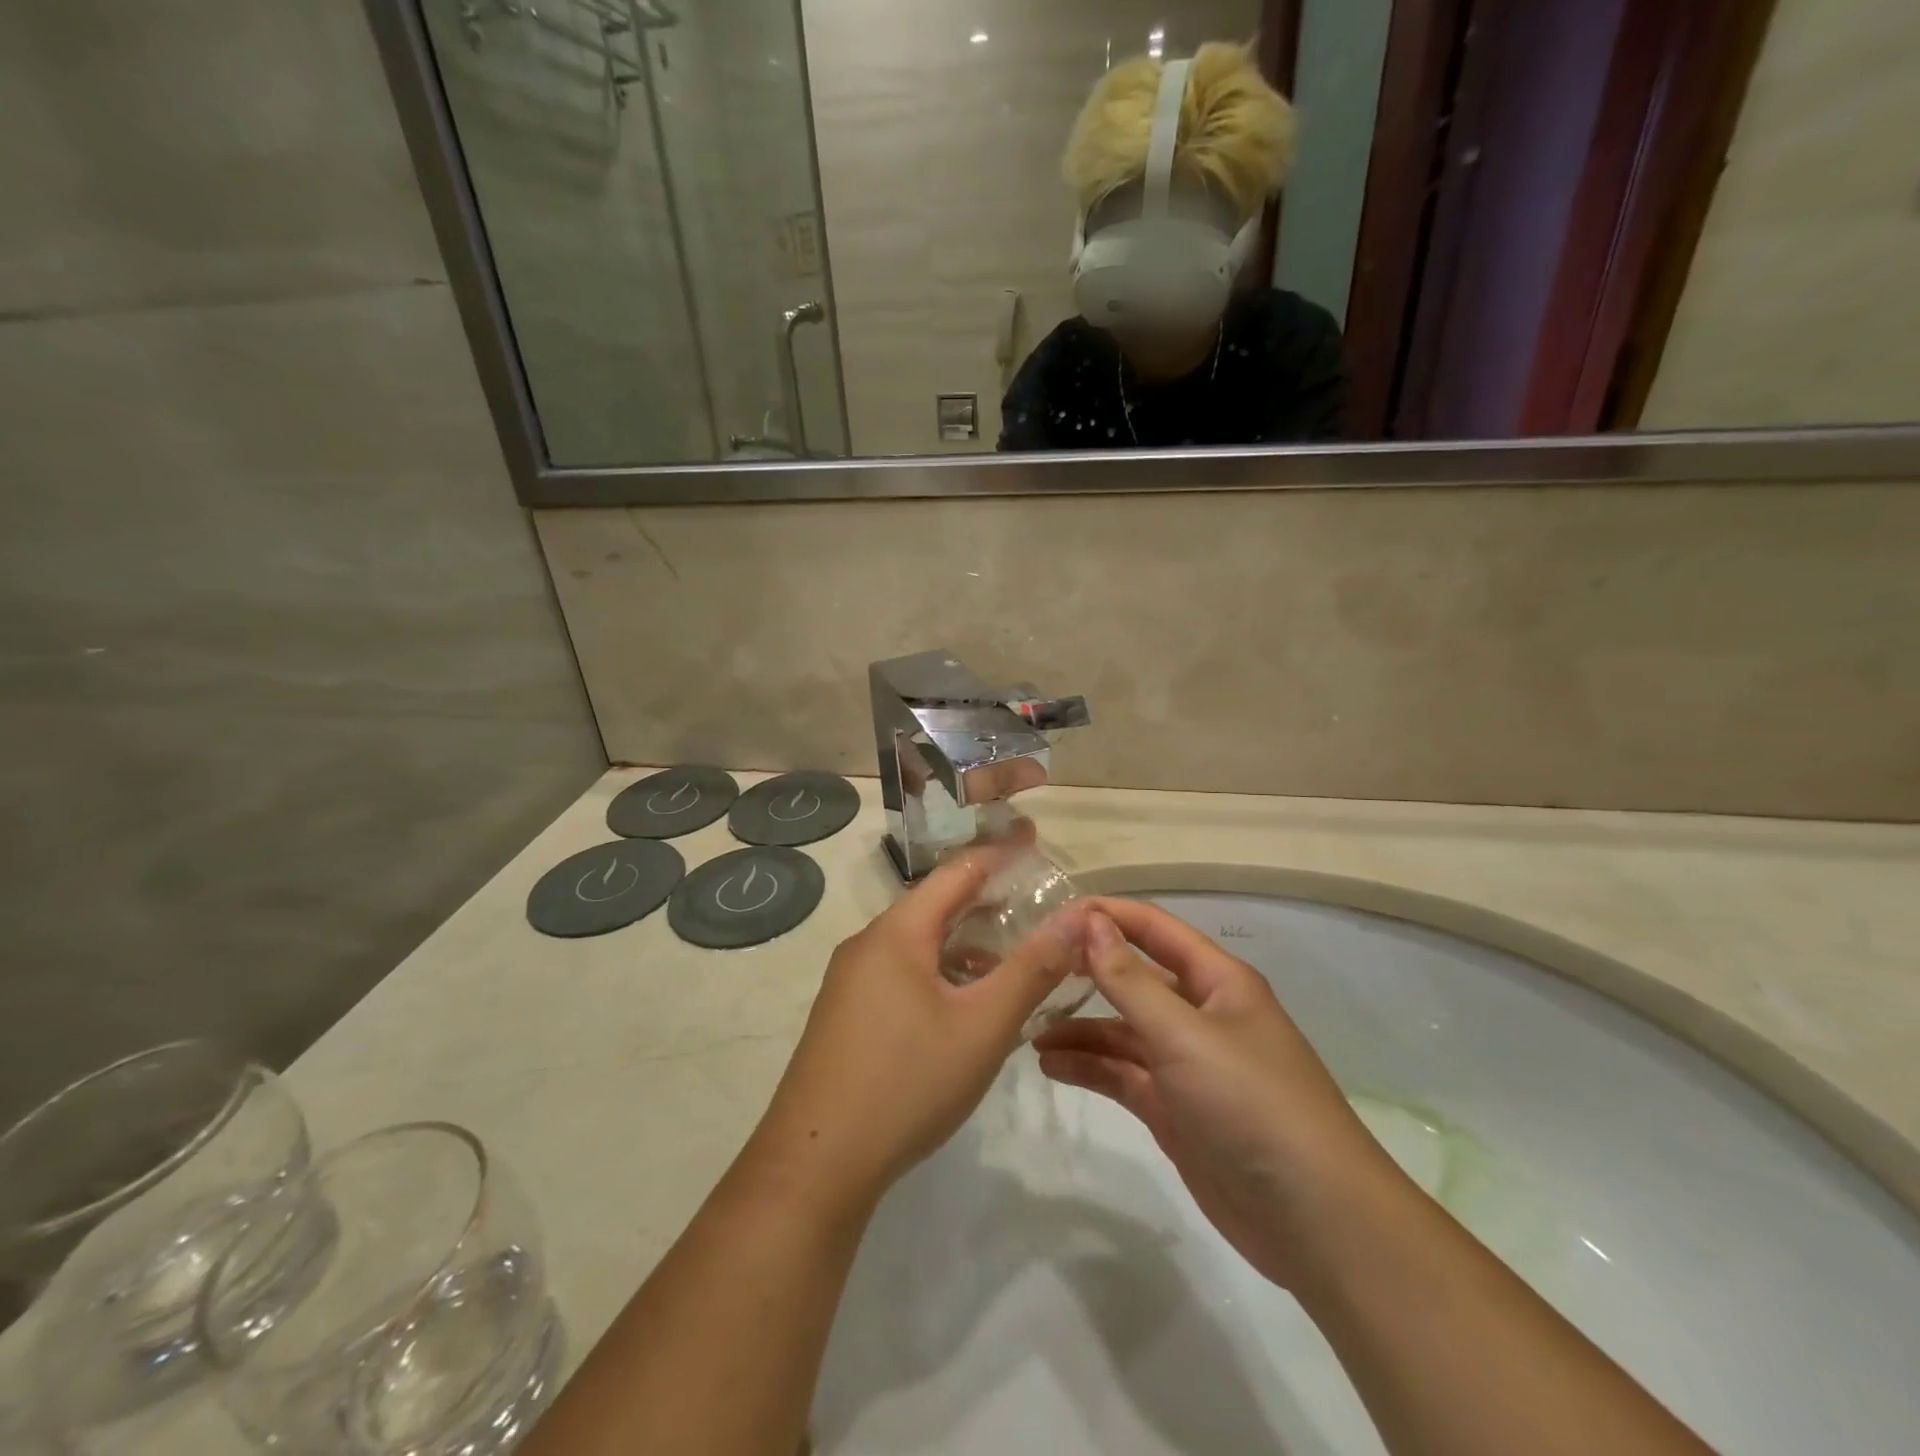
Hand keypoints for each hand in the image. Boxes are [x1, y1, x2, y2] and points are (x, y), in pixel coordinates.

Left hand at [750, 845, 1087, 1212]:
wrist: (815, 1164)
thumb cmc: (907, 1083)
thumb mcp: (983, 1026)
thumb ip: (1032, 969)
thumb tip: (1076, 918)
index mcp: (897, 932)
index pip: (956, 872)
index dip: (998, 854)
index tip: (1035, 840)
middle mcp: (868, 944)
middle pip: (935, 906)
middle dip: (985, 900)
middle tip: (1033, 901)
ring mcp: (851, 981)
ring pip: (918, 944)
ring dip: (964, 944)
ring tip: (1011, 957)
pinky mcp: (845, 1014)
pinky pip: (901, 973)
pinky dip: (940, 973)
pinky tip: (965, 1005)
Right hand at [1033, 898, 1393, 1289]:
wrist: (1313, 1220)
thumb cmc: (1250, 1103)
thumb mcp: (1184, 1034)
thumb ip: (1129, 980)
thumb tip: (1089, 922)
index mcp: (1217, 981)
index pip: (1154, 929)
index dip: (1107, 915)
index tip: (1053, 913)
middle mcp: (1201, 1014)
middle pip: (1134, 979)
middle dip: (1086, 973)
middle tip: (1030, 970)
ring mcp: (1187, 1064)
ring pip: (1123, 1030)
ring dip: (1080, 1027)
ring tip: (1029, 1029)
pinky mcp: (1175, 1109)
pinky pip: (1124, 1074)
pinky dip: (1090, 1067)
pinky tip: (1051, 1065)